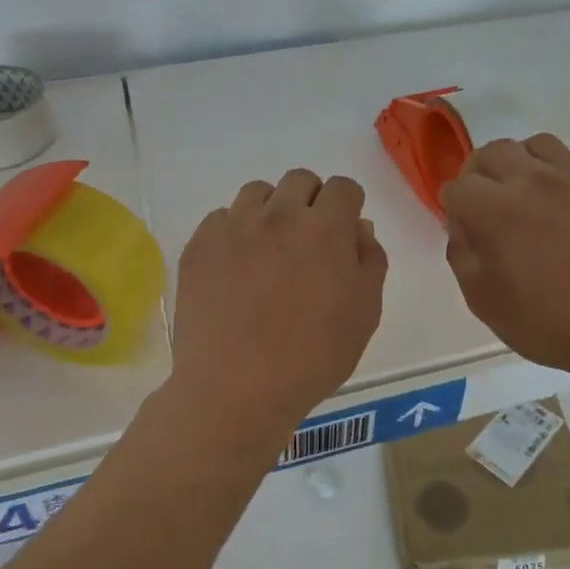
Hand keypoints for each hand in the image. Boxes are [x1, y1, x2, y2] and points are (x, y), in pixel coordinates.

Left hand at [170, 170, 387, 446]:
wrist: (235, 388)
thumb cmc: (312, 357)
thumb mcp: (364, 314)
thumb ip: (369, 260)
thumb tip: (359, 227)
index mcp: (325, 229)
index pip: (343, 188)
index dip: (347, 206)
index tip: (342, 233)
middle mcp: (279, 215)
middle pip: (300, 180)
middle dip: (311, 201)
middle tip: (307, 241)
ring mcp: (234, 227)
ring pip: (258, 193)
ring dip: (271, 210)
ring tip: (268, 250)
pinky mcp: (200, 244)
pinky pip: (222, 217)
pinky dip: (234, 232)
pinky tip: (235, 268)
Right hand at [441, 134, 569, 388]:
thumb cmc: (551, 324)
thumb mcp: (484, 302)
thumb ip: (462, 255)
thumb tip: (464, 227)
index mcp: (494, 209)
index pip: (457, 186)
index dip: (455, 208)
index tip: (466, 228)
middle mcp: (532, 180)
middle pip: (493, 151)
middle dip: (482, 174)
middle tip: (491, 203)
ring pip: (538, 144)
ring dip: (525, 163)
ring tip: (532, 192)